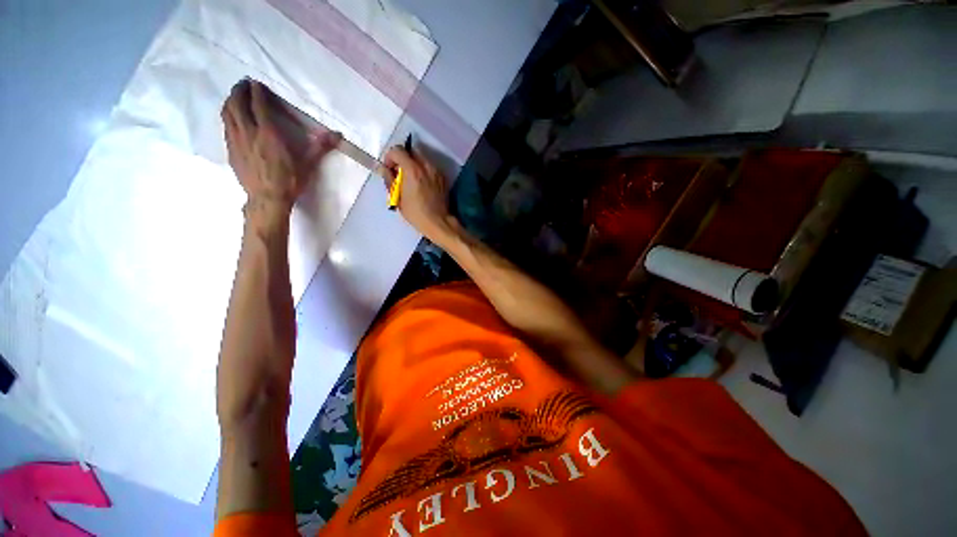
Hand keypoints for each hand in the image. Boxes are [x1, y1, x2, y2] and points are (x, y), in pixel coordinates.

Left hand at [222, 79, 340, 220]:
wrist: (267, 198)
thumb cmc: (290, 181)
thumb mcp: (308, 164)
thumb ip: (321, 147)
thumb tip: (338, 135)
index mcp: (269, 133)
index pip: (258, 105)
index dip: (256, 91)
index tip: (256, 82)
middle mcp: (249, 132)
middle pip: (237, 104)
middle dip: (239, 91)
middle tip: (243, 84)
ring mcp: (236, 141)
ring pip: (227, 113)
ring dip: (230, 101)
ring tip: (234, 96)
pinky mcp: (231, 150)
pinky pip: (225, 126)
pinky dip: (227, 116)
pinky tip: (231, 118)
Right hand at [384, 146, 454, 242]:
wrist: (439, 222)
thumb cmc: (416, 213)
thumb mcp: (397, 198)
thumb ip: (390, 180)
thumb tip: (386, 170)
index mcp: (413, 170)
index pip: (398, 150)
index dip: (390, 157)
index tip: (389, 168)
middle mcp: (426, 166)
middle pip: (411, 151)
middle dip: (403, 158)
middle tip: (399, 173)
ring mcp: (436, 171)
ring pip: (422, 158)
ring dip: (413, 164)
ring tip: (410, 180)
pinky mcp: (443, 178)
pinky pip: (430, 167)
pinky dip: (423, 171)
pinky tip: (421, 185)